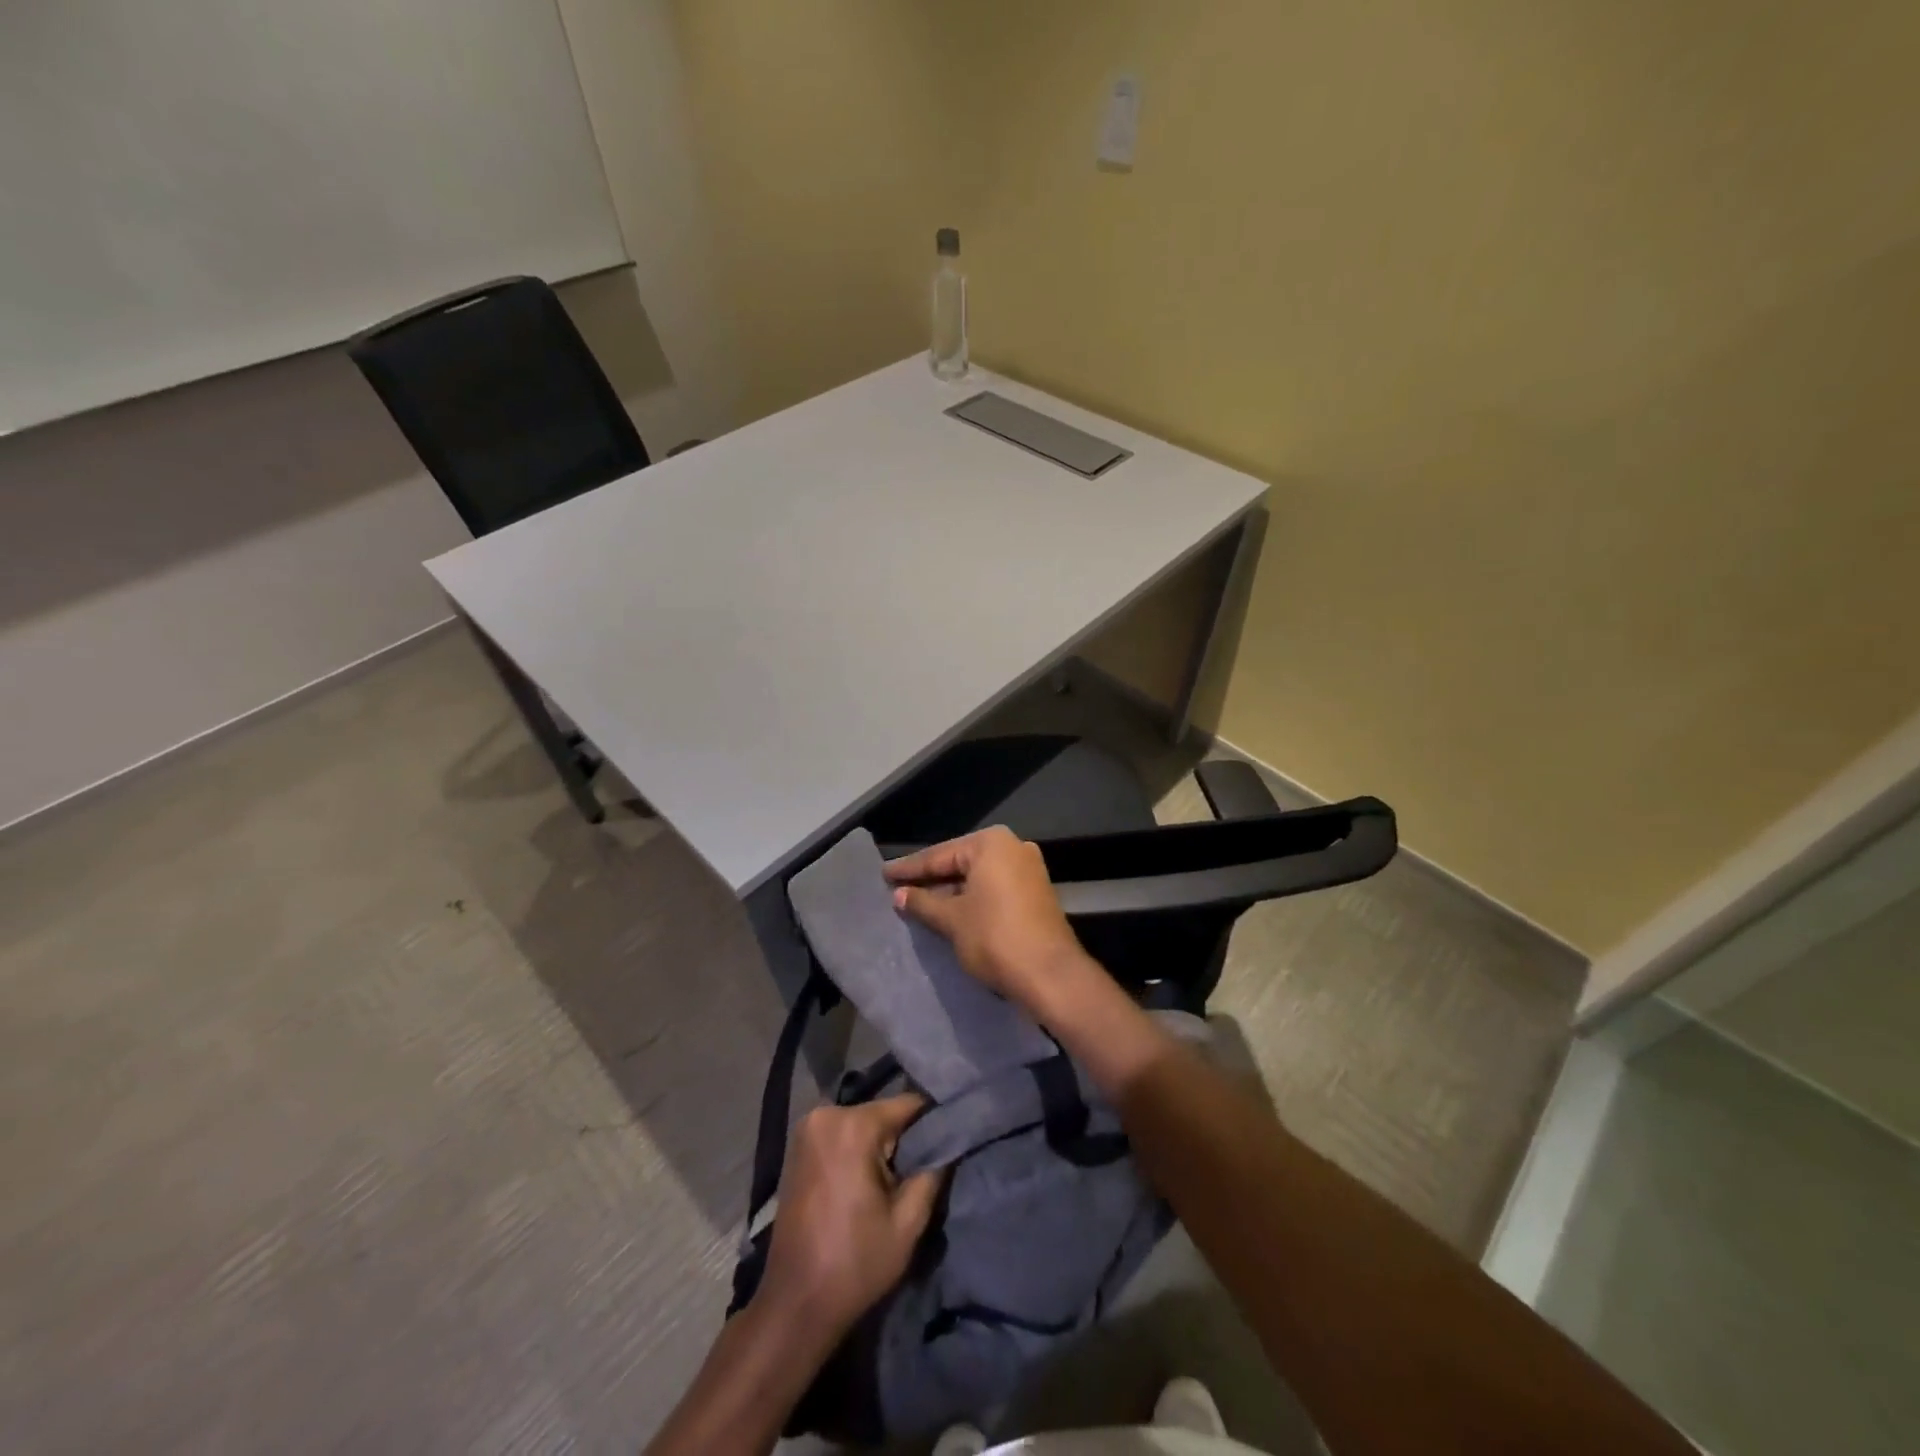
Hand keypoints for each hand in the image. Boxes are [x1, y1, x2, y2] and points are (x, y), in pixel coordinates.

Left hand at [758, 1095, 944, 1336]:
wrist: (795, 1303)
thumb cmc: (855, 1264)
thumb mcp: (908, 1223)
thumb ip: (933, 1172)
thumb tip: (950, 1142)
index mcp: (854, 1126)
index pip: (908, 1104)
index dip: (932, 1121)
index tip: (950, 1140)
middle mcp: (826, 1114)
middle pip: (882, 1112)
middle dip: (903, 1137)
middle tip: (919, 1169)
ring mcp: (807, 1128)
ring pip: (862, 1122)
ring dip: (880, 1144)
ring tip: (894, 1178)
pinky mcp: (797, 1145)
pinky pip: (841, 1133)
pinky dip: (857, 1148)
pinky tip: (865, 1179)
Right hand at [885, 826, 1094, 1013]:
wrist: (1050, 975)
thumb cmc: (995, 938)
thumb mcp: (952, 920)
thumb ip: (923, 903)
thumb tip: (899, 895)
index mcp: (991, 844)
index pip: (940, 855)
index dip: (909, 868)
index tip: (884, 874)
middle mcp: (1013, 847)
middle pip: (960, 862)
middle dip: (930, 878)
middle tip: (898, 887)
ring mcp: (1028, 869)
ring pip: (977, 877)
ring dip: (950, 890)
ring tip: (917, 900)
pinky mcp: (1035, 893)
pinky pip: (993, 888)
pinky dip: (971, 897)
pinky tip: (949, 910)